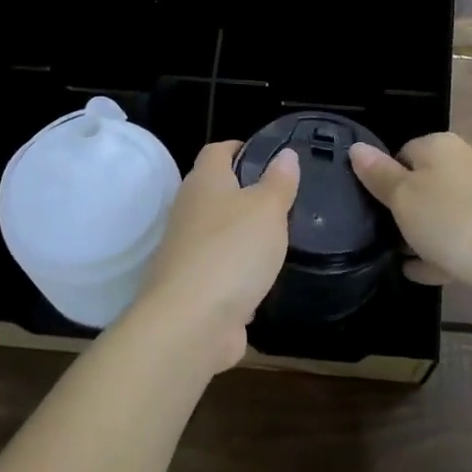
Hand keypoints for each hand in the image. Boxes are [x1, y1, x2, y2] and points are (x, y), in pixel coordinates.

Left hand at [130, 141, 299, 373]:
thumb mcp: (267, 209)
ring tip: (280, 238)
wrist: (190, 323)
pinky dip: (239, 272)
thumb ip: (279, 182)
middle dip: (247, 193)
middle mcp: (188, 210)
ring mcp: (186, 250)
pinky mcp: (191, 286)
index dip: (242, 148)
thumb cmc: (232, 251)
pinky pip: (220, 269)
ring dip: (243, 235)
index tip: (271, 157)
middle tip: (285, 199)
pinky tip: (263, 278)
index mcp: (204, 182)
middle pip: (216, 191)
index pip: (218, 150)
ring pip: (219, 232)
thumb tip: (285, 153)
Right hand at [350, 133, 471, 317]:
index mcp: (440, 146)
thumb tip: (356, 147)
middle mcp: (465, 164)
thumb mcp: (404, 197)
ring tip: (397, 257)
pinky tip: (423, 273)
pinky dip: (441, 253)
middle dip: (402, 209)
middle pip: (422, 182)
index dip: (383, 178)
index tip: (371, 206)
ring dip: (421, 234)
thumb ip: (378, 174)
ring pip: (441, 212)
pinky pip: (460, 239)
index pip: (401, 152)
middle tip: (381, 234)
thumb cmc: (454, 222)